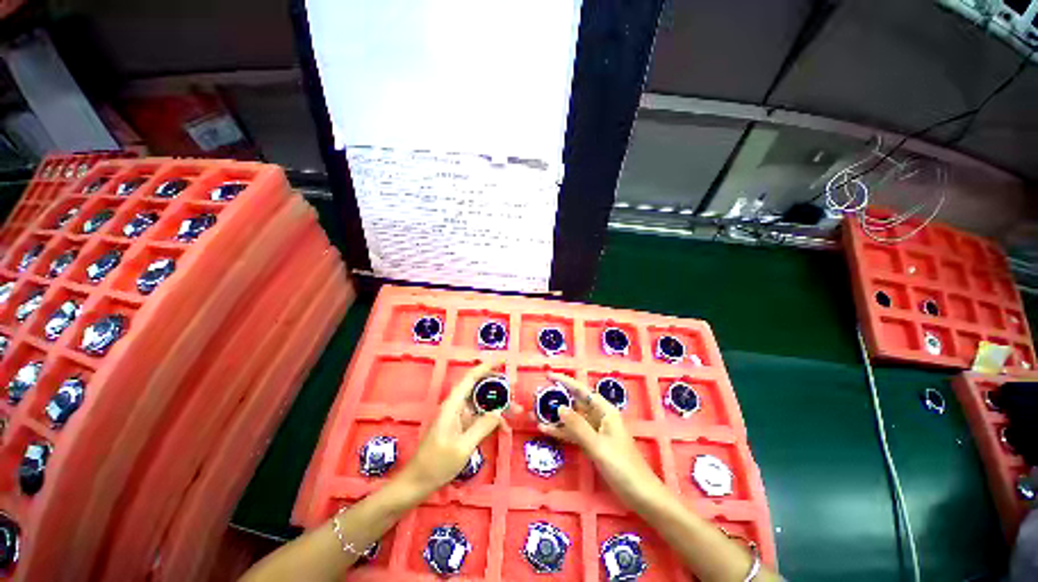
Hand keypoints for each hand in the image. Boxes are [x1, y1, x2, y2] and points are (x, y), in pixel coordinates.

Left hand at [399, 361, 512, 494]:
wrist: (417, 482)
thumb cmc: (437, 464)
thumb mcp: (463, 447)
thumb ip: (482, 427)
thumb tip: (499, 412)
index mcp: (453, 404)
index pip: (471, 377)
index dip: (487, 367)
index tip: (503, 361)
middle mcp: (456, 406)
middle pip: (479, 389)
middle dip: (498, 388)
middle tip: (516, 391)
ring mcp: (459, 416)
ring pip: (482, 403)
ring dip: (499, 406)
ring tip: (517, 411)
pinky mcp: (461, 427)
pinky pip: (480, 417)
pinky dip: (492, 420)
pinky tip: (504, 428)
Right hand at [539, 373, 669, 509]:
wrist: (641, 495)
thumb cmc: (623, 467)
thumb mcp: (598, 445)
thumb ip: (577, 426)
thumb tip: (559, 407)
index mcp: (605, 411)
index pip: (581, 390)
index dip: (565, 381)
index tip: (548, 376)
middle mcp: (600, 417)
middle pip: (576, 402)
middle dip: (558, 398)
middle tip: (537, 397)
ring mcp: (596, 431)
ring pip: (573, 418)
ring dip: (557, 416)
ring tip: (536, 413)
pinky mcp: (594, 444)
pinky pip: (575, 433)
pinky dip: (562, 431)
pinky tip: (547, 431)